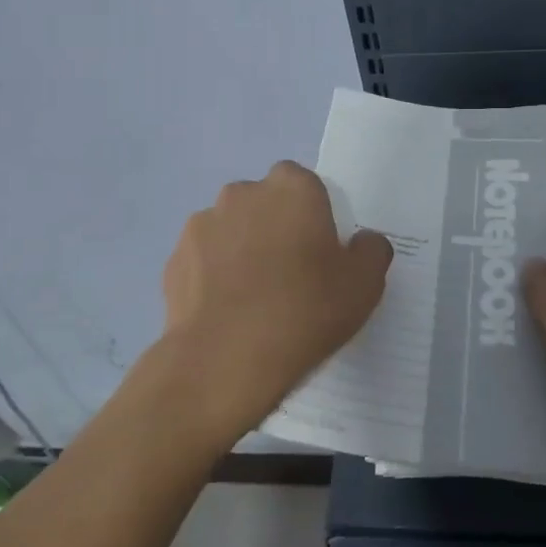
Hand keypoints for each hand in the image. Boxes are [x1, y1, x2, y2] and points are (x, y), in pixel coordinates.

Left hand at [156, 161, 392, 447]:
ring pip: (231, 229)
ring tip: (254, 299)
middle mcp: (242, 193)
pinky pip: (204, 260)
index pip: (305, 185)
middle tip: (291, 274)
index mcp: (291, 188)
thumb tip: (363, 241)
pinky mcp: (174, 260)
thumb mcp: (364, 285)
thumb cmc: (304, 311)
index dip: (313, 215)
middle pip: (266, 203)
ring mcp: (202, 225)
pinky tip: (227, 312)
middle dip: (275, 227)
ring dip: (242, 249)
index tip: (320, 251)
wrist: (223, 361)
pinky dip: (214, 277)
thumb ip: (372, 250)